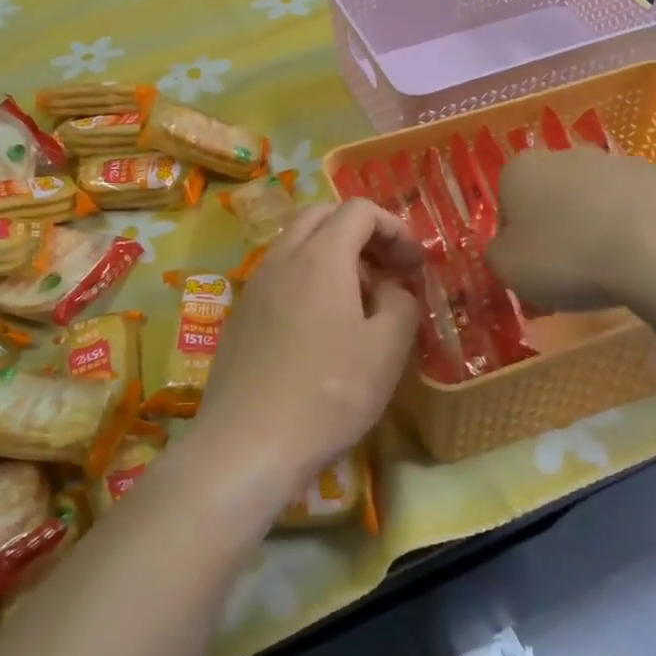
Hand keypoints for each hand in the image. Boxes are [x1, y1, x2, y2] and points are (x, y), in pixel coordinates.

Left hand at [192, 201, 421, 510]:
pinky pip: (279, 277)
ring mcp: (254, 287)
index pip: (358, 210)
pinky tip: (320, 329)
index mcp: (320, 256)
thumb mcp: (387, 349)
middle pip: (321, 216)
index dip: (394, 228)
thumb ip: (402, 302)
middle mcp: (281, 259)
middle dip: (360, 233)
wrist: (246, 445)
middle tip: (386, 271)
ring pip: (296, 245)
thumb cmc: (328, 393)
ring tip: (358, 303)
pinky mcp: (240, 316)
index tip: (414, 265)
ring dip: (332, 256)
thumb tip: (392, 288)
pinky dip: (307, 281)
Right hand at [486, 148, 655, 320]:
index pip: (508, 200)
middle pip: (558, 191)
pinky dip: (653, 225)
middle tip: (573, 267)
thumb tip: (509, 246)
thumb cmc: (569, 259)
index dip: (518, 234)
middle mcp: (571, 155)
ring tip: (619, 267)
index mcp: (523, 171)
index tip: (532, 264)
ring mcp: (627, 162)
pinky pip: (655, 204)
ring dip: (608, 221)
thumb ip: (499, 252)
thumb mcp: (509, 270)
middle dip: (563, 221)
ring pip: (608, 195)